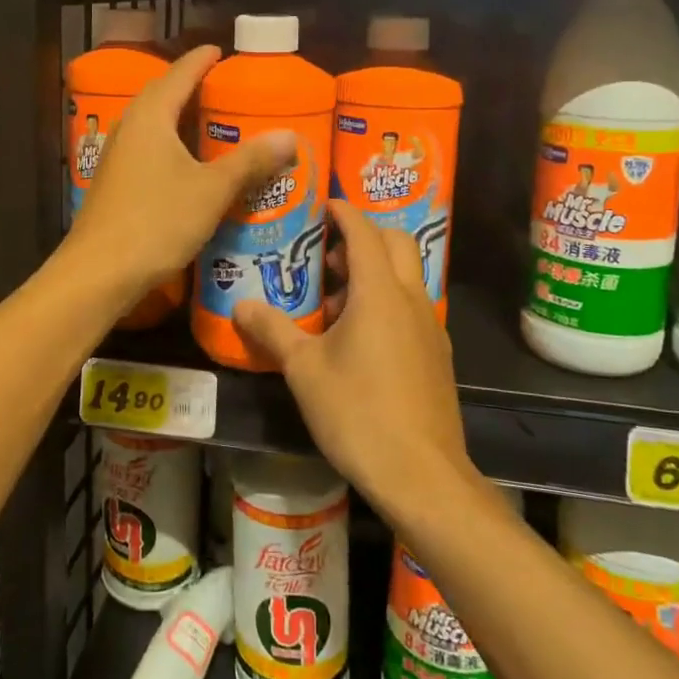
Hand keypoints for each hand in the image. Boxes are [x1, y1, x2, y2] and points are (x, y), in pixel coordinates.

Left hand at [65, 45, 294, 316]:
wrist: (99, 273)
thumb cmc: (157, 222)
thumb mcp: (212, 190)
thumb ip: (250, 161)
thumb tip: (290, 135)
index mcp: (151, 117)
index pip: (179, 74)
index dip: (201, 60)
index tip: (220, 51)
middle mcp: (130, 128)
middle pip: (162, 95)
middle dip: (190, 86)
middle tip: (223, 87)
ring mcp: (118, 157)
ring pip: (154, 125)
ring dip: (180, 118)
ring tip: (212, 122)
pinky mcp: (116, 183)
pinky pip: (149, 149)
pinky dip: (172, 146)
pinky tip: (189, 164)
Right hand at [232, 200, 472, 514]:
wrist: (422, 474)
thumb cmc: (358, 412)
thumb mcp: (304, 370)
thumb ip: (273, 331)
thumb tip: (241, 306)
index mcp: (379, 292)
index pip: (364, 232)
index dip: (343, 212)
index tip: (323, 204)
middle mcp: (411, 299)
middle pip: (396, 244)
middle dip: (364, 236)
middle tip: (327, 254)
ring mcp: (430, 327)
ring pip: (406, 276)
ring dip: (375, 272)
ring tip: (335, 301)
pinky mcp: (438, 354)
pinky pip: (412, 307)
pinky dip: (388, 301)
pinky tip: (360, 338)